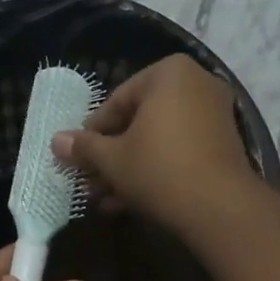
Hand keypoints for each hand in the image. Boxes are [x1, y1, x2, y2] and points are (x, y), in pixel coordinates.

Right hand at [49, 54, 261, 232]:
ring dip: (128, 169)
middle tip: (89, 182)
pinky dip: (155, 171)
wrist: (219, 207)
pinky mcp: (223, 145)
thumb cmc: (158, 170)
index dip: (92, 134)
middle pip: (139, 122)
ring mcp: (214, 115)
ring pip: (158, 141)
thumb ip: (84, 147)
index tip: (77, 158)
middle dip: (111, 156)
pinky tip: (129, 202)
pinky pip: (179, 152)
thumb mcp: (112, 159)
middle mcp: (196, 84)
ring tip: (104, 199)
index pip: (117, 101)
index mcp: (168, 73)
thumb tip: (55, 141)